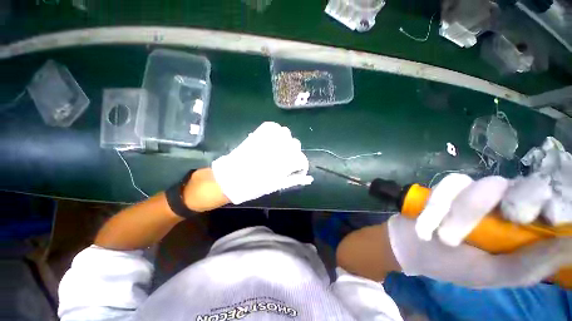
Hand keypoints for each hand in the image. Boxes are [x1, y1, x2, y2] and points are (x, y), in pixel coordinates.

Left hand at [211, 122, 312, 204]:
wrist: (231, 178)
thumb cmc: (255, 185)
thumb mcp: (277, 185)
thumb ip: (295, 180)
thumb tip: (309, 179)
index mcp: (286, 163)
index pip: (302, 160)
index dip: (301, 166)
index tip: (296, 170)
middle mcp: (281, 148)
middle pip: (296, 144)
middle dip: (293, 152)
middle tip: (284, 159)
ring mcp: (270, 139)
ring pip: (286, 133)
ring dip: (284, 140)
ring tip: (277, 148)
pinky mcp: (259, 133)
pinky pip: (272, 126)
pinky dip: (275, 131)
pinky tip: (271, 139)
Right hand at [388, 173, 571, 287]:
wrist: (413, 246)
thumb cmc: (453, 265)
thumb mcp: (491, 275)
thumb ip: (529, 265)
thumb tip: (570, 247)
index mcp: (523, 227)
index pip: (550, 202)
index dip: (553, 201)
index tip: (549, 217)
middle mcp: (505, 203)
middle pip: (522, 186)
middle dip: (517, 204)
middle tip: (496, 224)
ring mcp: (476, 191)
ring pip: (484, 185)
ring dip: (459, 214)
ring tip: (443, 237)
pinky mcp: (448, 186)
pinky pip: (449, 185)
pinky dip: (436, 206)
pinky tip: (426, 226)